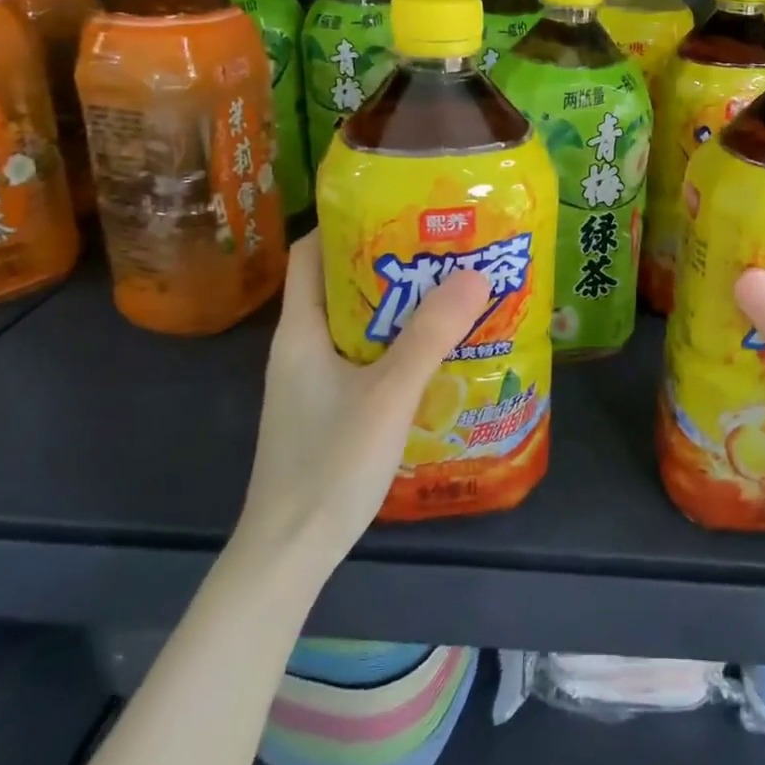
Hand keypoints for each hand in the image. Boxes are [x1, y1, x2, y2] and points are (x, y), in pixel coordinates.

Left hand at [241, 231, 491, 567]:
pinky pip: (362, 358)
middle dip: (389, 264)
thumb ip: (431, 335)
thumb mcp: (388, 394)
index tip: (399, 211)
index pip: (310, 253)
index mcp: (300, 331)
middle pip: (340, 285)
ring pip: (355, 324)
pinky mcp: (326, 409)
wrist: (289, 553)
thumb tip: (475, 274)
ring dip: (397, 308)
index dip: (346, 224)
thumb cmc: (329, 464)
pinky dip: (394, 345)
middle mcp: (301, 348)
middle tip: (443, 251)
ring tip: (448, 294)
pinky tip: (432, 355)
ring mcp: (311, 382)